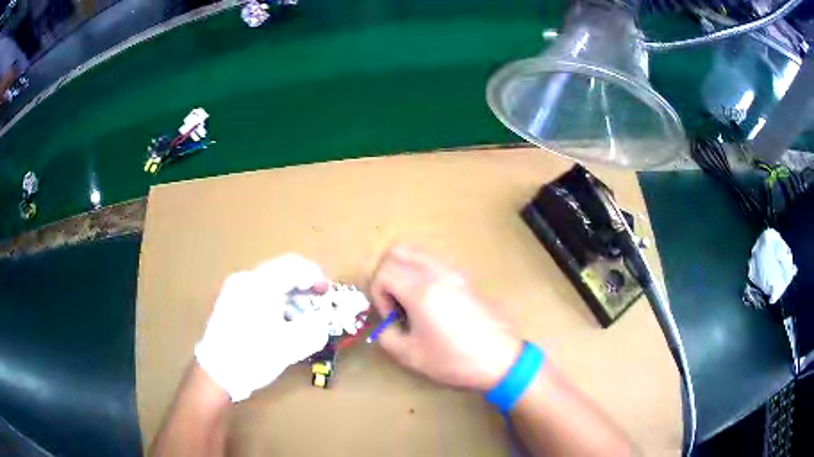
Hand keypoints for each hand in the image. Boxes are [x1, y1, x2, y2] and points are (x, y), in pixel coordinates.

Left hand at [194, 255, 329, 401]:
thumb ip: (314, 331)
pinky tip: (280, 326)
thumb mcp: (290, 346)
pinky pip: (258, 295)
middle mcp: (245, 281)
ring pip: (269, 286)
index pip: (293, 266)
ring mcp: (234, 291)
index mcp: (260, 284)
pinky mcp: (229, 304)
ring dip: (289, 299)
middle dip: (303, 290)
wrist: (216, 373)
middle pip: (281, 274)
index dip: (315, 276)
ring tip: (301, 322)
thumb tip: (322, 323)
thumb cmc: (253, 355)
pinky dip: (275, 305)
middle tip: (317, 307)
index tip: (328, 292)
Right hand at [369, 245, 521, 390]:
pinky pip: (435, 262)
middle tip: (394, 301)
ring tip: (411, 302)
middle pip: (399, 250)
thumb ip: (386, 335)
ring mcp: (455, 271)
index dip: (379, 294)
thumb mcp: (410, 355)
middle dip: (387, 273)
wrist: (501, 359)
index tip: (391, 317)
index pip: (384, 271)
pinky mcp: (466, 277)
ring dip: (405, 271)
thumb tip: (387, 323)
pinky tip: (430, 303)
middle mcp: (438, 272)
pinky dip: (422, 273)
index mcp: (422, 289)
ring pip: (418, 253)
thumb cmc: (455, 360)